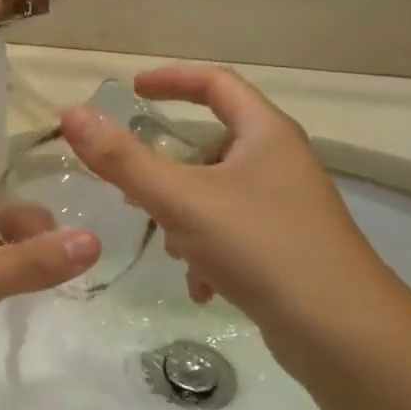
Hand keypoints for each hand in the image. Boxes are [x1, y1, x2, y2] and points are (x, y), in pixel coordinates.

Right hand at [58, 66, 395, 367]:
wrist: (339, 329)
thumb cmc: (260, 247)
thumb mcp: (181, 200)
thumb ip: (123, 160)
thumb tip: (72, 115)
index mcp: (265, 134)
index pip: (215, 84)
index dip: (171, 80)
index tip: (131, 91)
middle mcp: (280, 163)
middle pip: (212, 145)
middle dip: (168, 169)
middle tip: (134, 188)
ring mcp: (286, 208)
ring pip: (217, 196)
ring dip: (185, 217)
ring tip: (174, 248)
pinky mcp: (286, 248)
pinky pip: (233, 235)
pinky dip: (208, 253)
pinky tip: (200, 287)